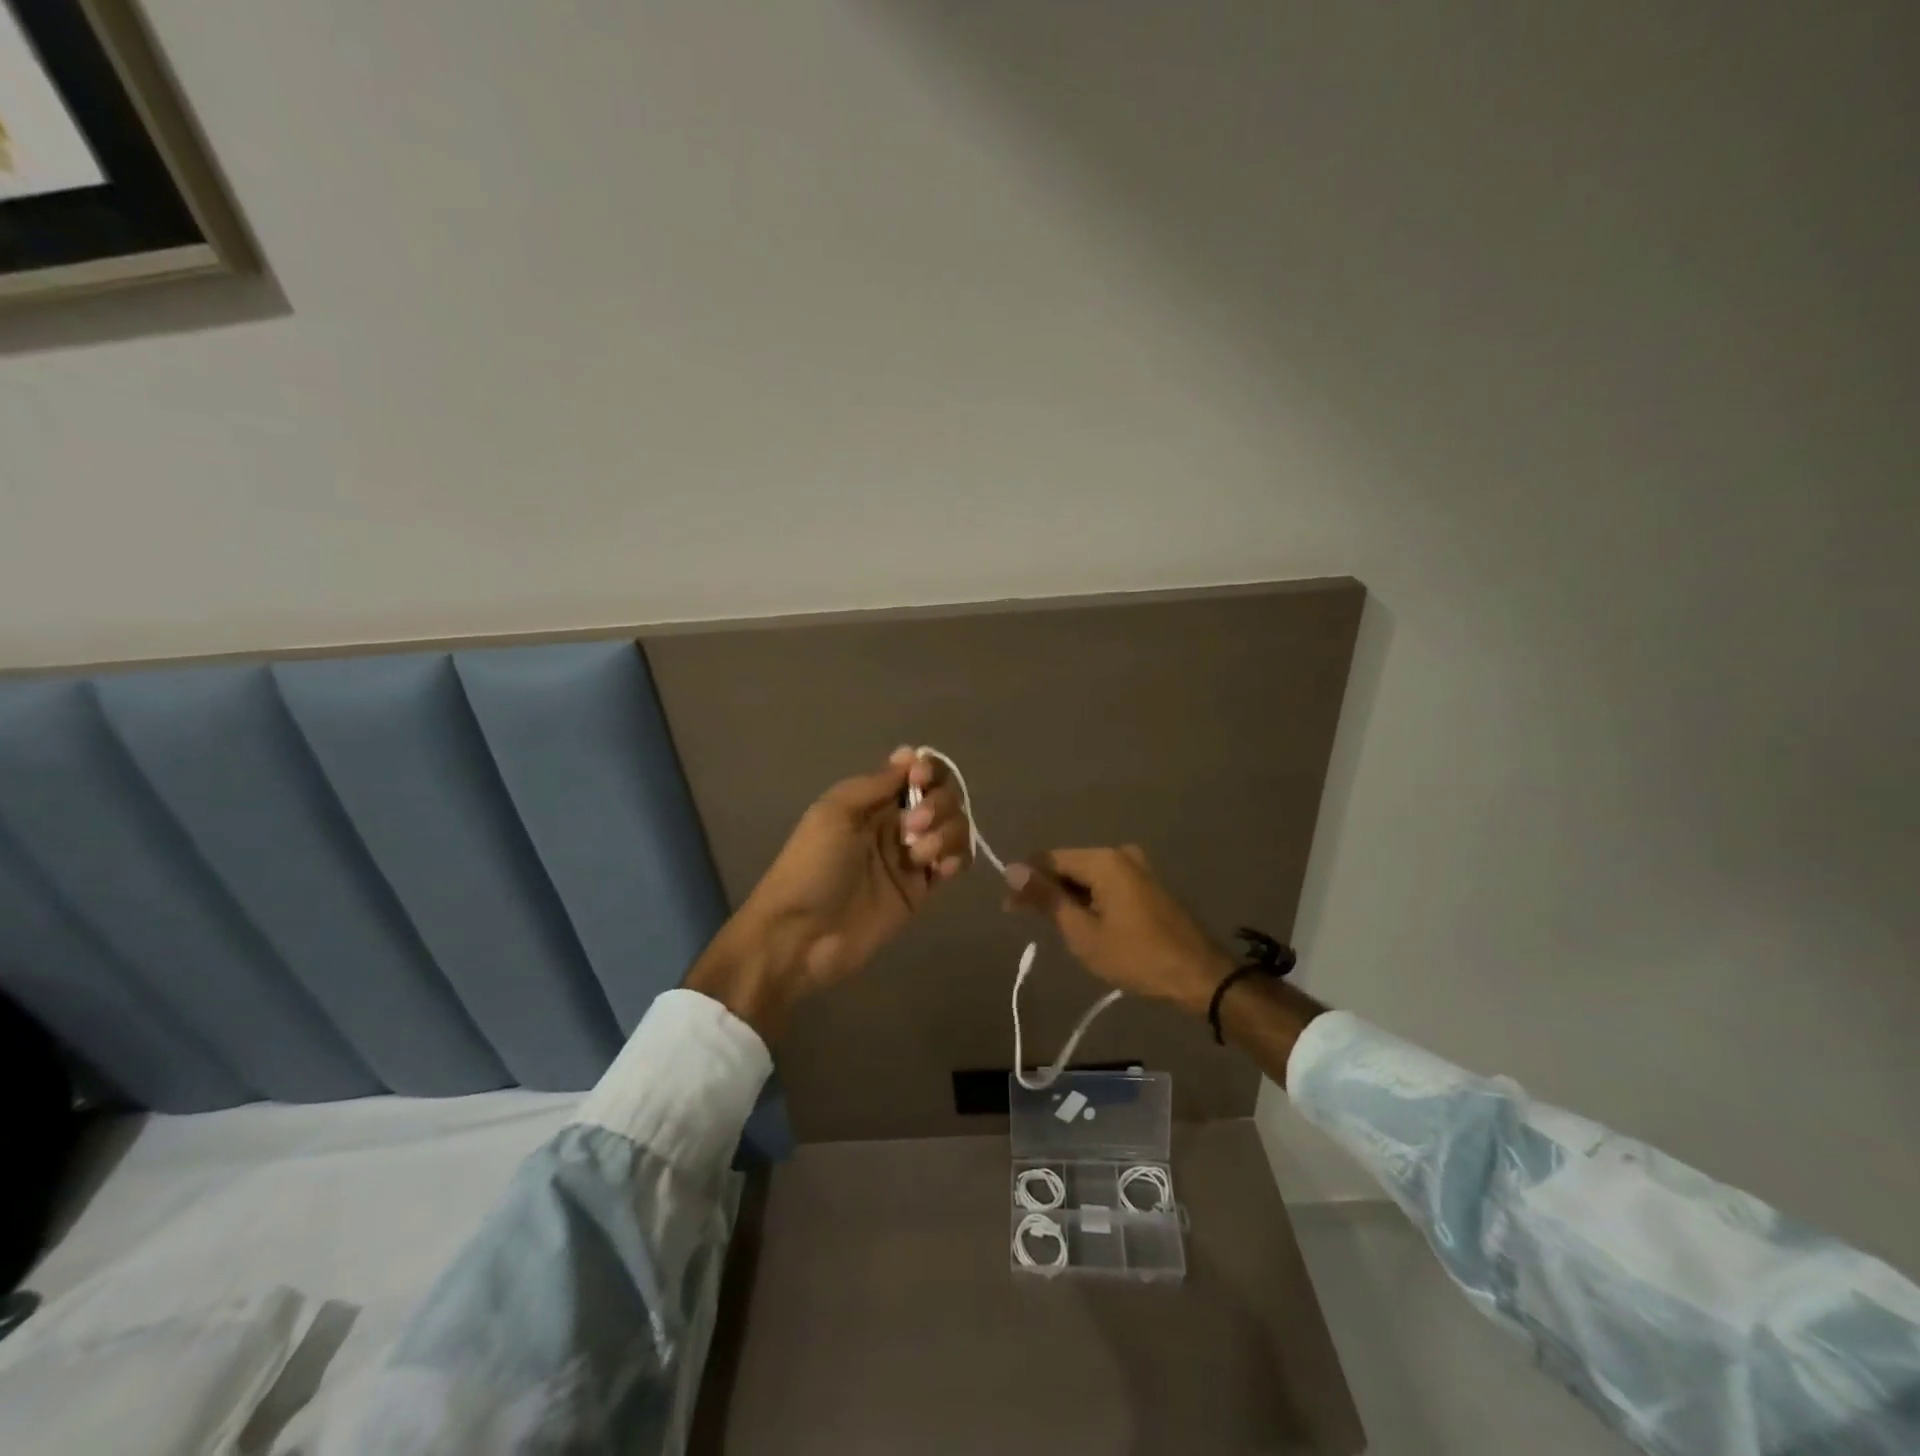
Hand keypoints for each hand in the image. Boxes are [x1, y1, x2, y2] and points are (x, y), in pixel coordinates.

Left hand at [687, 748, 973, 1036]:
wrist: (801, 935)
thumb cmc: (812, 867)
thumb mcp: (835, 812)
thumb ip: (876, 783)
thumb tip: (911, 754)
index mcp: (871, 800)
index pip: (916, 772)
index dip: (929, 770)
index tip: (921, 779)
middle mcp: (896, 823)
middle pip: (942, 797)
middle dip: (937, 804)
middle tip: (911, 828)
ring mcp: (911, 857)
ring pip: (954, 828)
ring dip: (947, 832)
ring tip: (921, 856)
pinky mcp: (921, 890)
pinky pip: (954, 862)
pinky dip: (956, 858)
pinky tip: (940, 870)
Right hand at [1005, 847, 1232, 1016]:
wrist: (1198, 976)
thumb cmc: (1136, 956)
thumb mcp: (1083, 932)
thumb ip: (1047, 898)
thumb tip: (1012, 870)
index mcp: (1104, 860)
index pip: (1050, 859)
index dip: (1026, 879)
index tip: (1007, 904)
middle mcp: (1120, 854)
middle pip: (1069, 865)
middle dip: (1045, 888)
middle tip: (1020, 916)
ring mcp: (1137, 868)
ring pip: (1087, 876)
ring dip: (1066, 896)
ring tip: (1048, 923)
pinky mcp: (1146, 885)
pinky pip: (1106, 884)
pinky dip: (1088, 899)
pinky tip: (1078, 920)